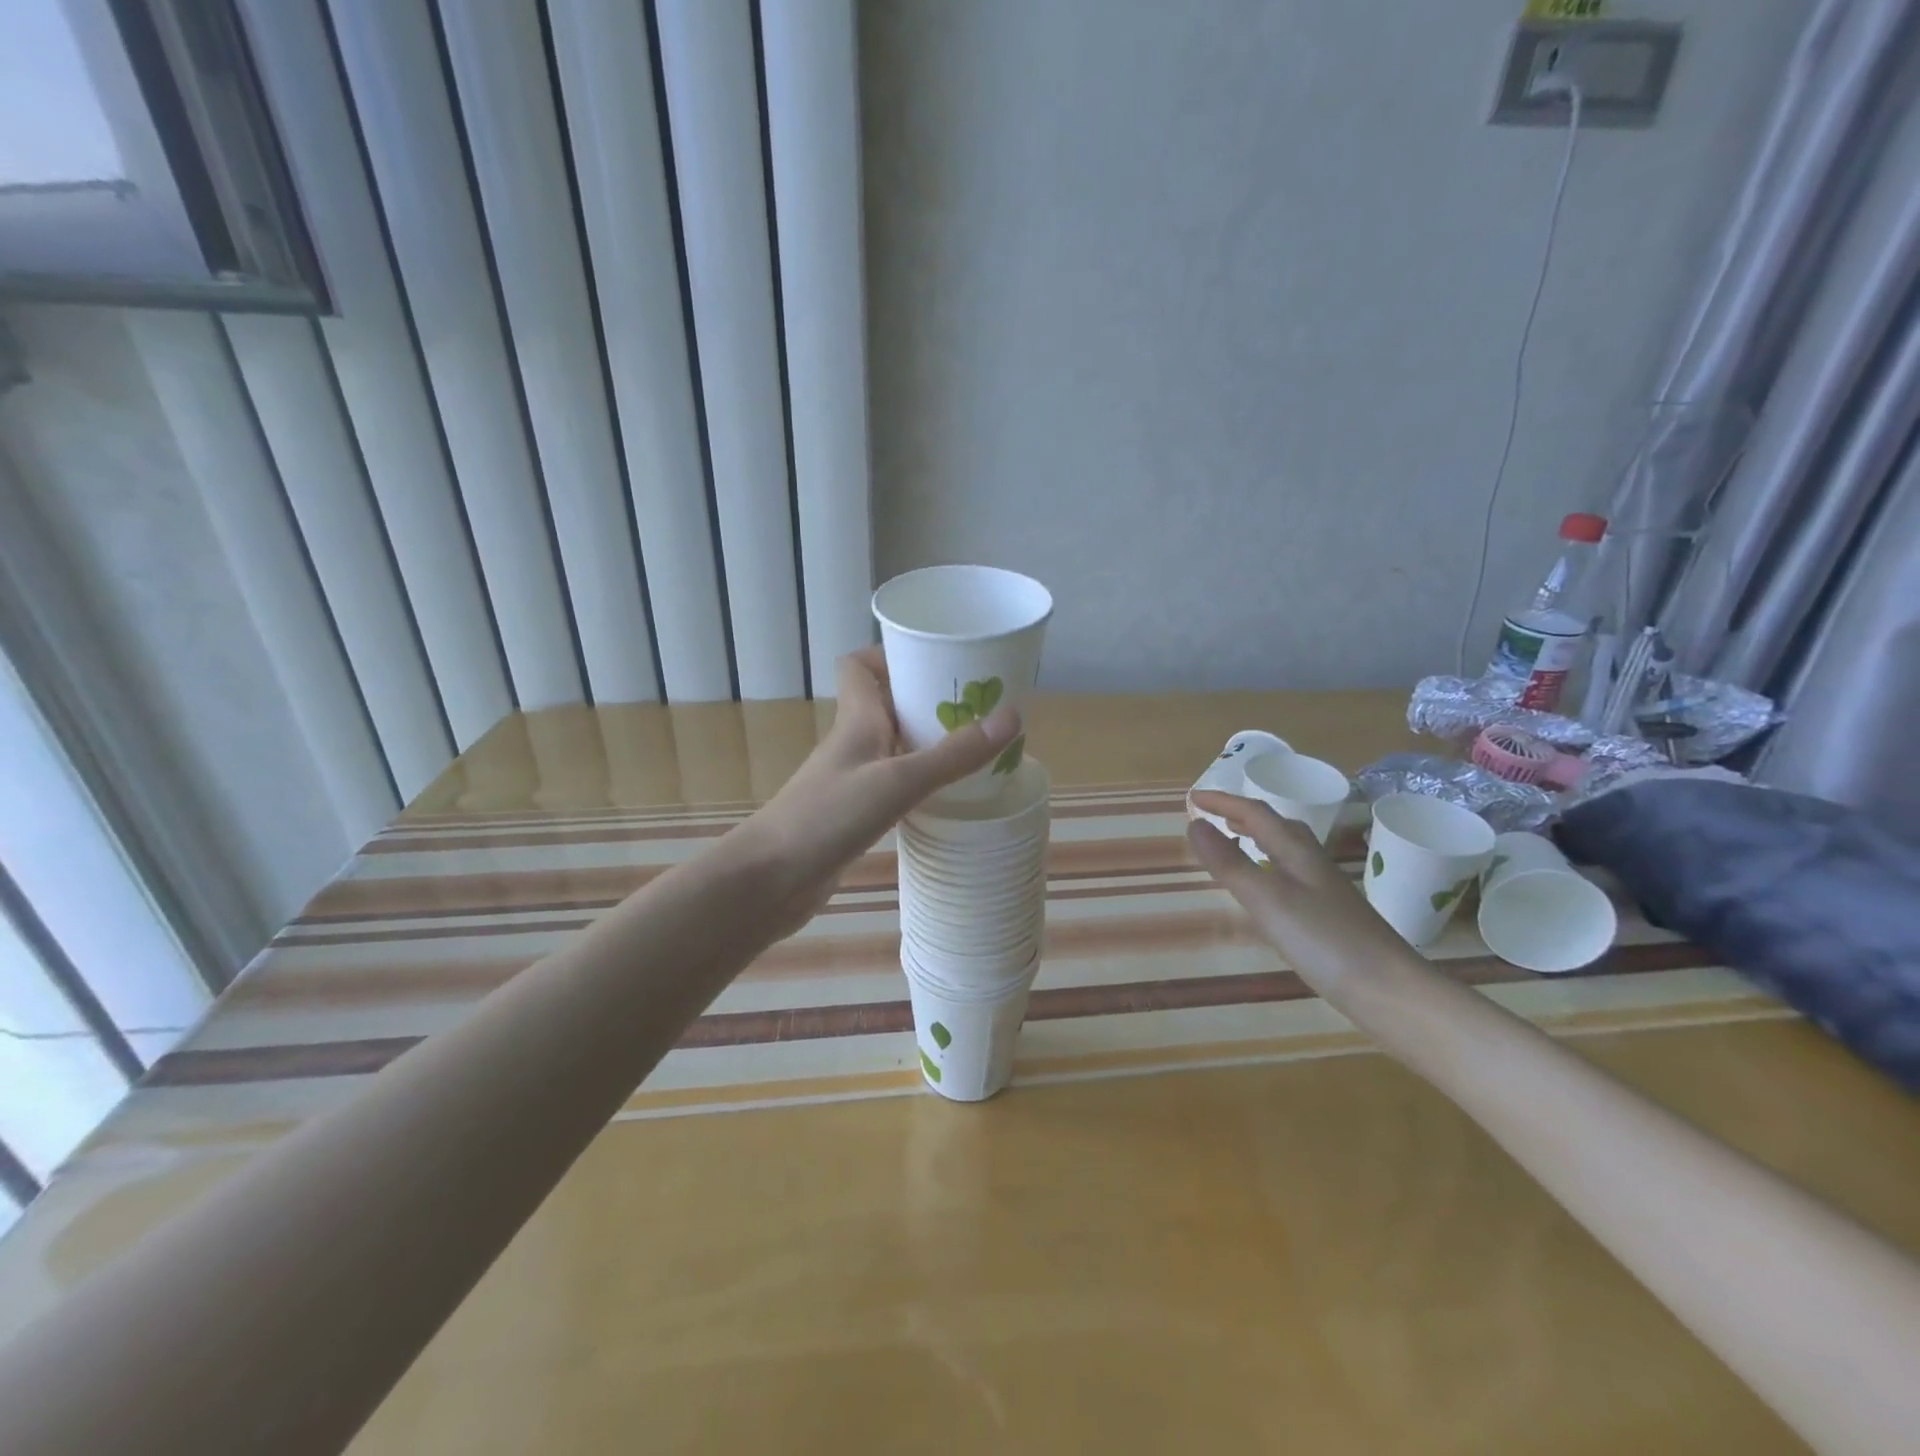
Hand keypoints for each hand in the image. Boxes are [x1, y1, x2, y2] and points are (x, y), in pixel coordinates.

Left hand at [742, 646, 1020, 929]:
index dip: (894, 655)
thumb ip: (953, 754)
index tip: (939, 659)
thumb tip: (1012, 716)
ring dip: (929, 742)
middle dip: (929, 699)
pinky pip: (895, 784)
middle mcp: (854, 743)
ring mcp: (853, 780)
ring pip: (895, 746)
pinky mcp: (855, 814)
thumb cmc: (827, 817)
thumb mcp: (898, 781)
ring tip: (976, 747)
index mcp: (857, 720)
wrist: (769, 880)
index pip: (861, 665)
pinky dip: (921, 782)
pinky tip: (949, 795)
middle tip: (978, 706)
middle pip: (888, 704)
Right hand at [1188, 790, 1413, 991]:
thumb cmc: (1325, 941)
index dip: (1223, 802)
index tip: (1193, 797)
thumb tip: (1194, 824)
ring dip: (1258, 839)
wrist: (1392, 992)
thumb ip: (1229, 863)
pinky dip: (1270, 868)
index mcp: (1297, 852)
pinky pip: (1292, 877)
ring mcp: (1325, 891)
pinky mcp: (1331, 917)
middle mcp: (1313, 864)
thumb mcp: (1267, 900)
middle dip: (1243, 815)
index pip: (1256, 813)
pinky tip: (1267, 892)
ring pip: (1287, 851)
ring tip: (1234, 843)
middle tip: (1213, 816)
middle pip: (1277, 826)